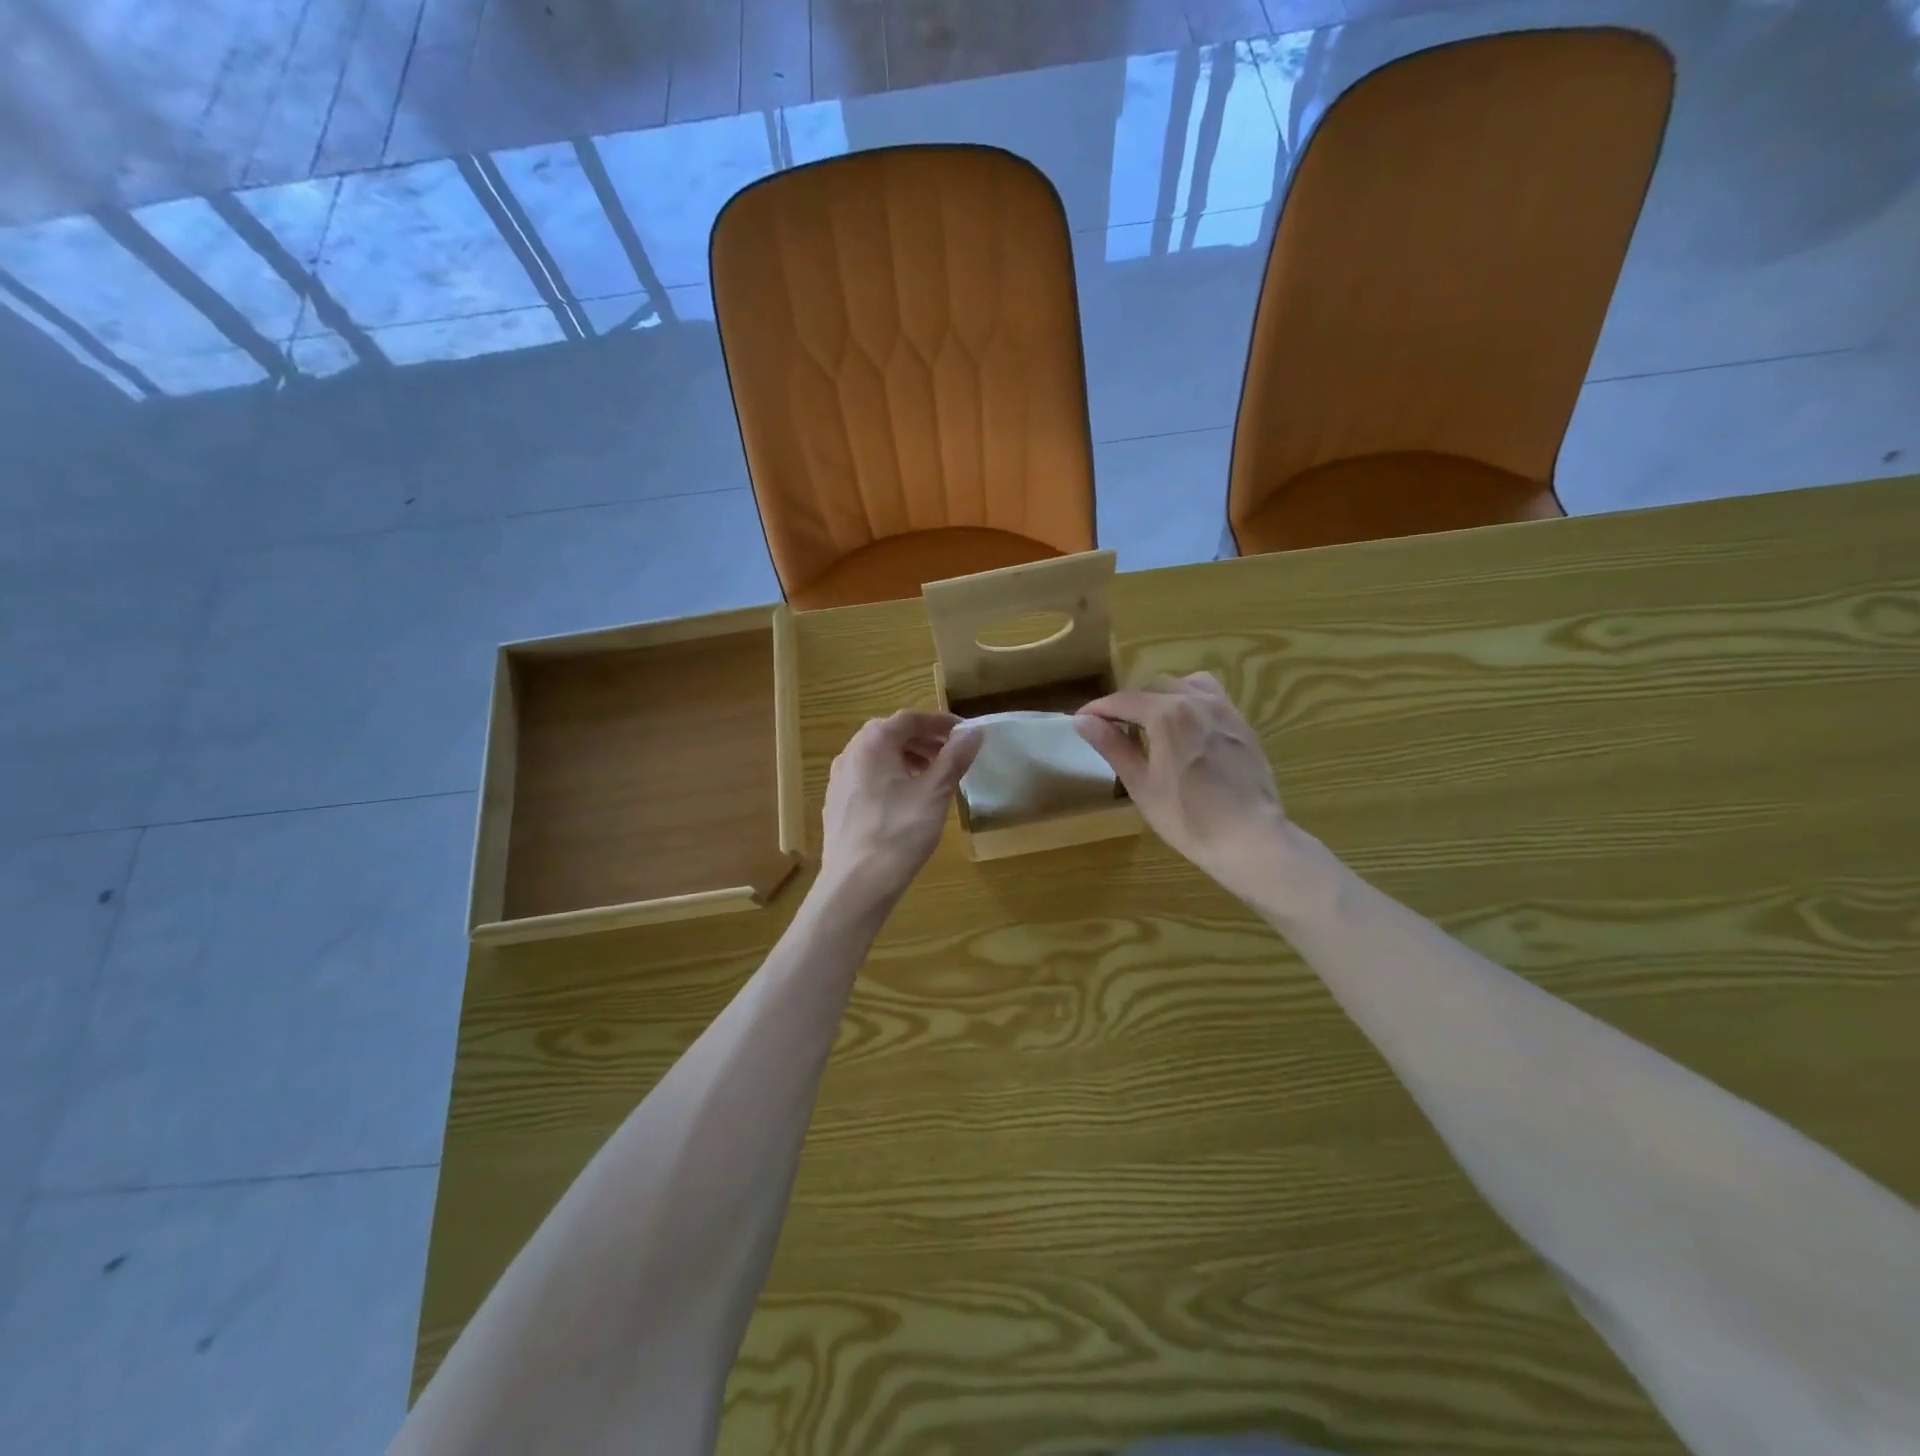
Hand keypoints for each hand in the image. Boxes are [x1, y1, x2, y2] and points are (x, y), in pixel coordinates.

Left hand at [818, 710, 980, 912]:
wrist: (855, 884)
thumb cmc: (899, 833)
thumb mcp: (934, 794)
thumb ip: (954, 759)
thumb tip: (973, 732)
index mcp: (872, 744)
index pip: (909, 719)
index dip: (939, 722)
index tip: (964, 733)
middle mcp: (850, 753)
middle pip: (889, 733)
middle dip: (922, 739)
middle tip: (950, 753)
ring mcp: (839, 779)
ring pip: (876, 755)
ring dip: (906, 756)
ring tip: (931, 775)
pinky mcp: (836, 803)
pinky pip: (866, 776)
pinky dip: (889, 775)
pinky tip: (905, 799)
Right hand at [1075, 673, 1289, 901]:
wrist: (1249, 837)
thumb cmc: (1187, 816)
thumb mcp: (1140, 784)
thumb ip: (1112, 746)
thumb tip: (1083, 721)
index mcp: (1166, 713)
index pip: (1122, 701)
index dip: (1098, 709)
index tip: (1080, 720)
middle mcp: (1196, 700)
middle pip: (1152, 688)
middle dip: (1129, 704)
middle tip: (1114, 729)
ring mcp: (1224, 709)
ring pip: (1185, 685)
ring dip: (1162, 697)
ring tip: (1153, 723)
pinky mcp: (1242, 724)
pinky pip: (1211, 697)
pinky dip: (1191, 702)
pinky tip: (1188, 729)